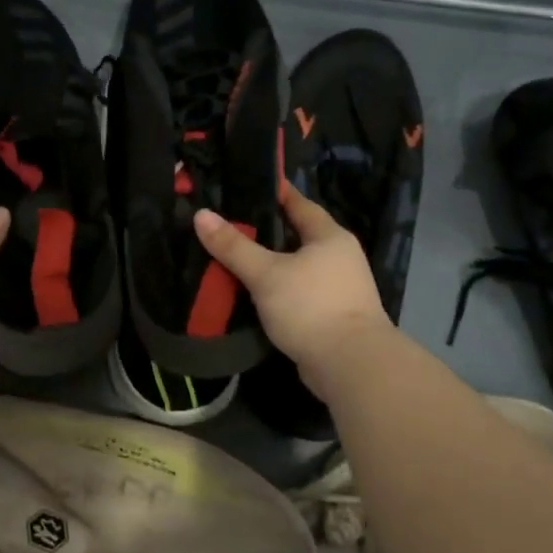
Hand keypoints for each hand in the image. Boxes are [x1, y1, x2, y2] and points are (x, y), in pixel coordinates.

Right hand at [194, 183, 392, 383]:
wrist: (351, 367)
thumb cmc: (311, 307)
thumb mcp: (266, 273)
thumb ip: (234, 246)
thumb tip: (201, 215)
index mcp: (330, 237)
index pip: (299, 204)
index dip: (275, 193)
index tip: (246, 186)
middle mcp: (339, 257)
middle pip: (298, 235)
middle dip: (267, 231)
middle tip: (230, 225)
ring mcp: (339, 288)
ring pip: (297, 266)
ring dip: (271, 264)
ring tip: (234, 258)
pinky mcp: (332, 316)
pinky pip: (299, 293)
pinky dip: (278, 290)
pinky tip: (253, 294)